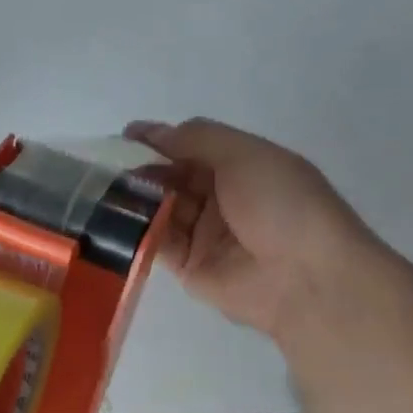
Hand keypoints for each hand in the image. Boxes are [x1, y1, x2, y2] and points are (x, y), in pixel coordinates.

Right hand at [126, 118, 376, 338]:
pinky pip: (157, 243)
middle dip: (143, 169)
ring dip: (135, 198)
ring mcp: (204, 233)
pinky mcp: (189, 266)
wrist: (307, 279)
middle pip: (172, 177)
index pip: (191, 146)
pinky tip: (114, 219)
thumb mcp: (244, 154)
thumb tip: (153, 132)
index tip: (124, 137)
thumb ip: (196, 138)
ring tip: (105, 191)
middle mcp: (222, 198)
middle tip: (109, 167)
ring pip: (160, 208)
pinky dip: (137, 230)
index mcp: (241, 166)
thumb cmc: (281, 205)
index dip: (160, 140)